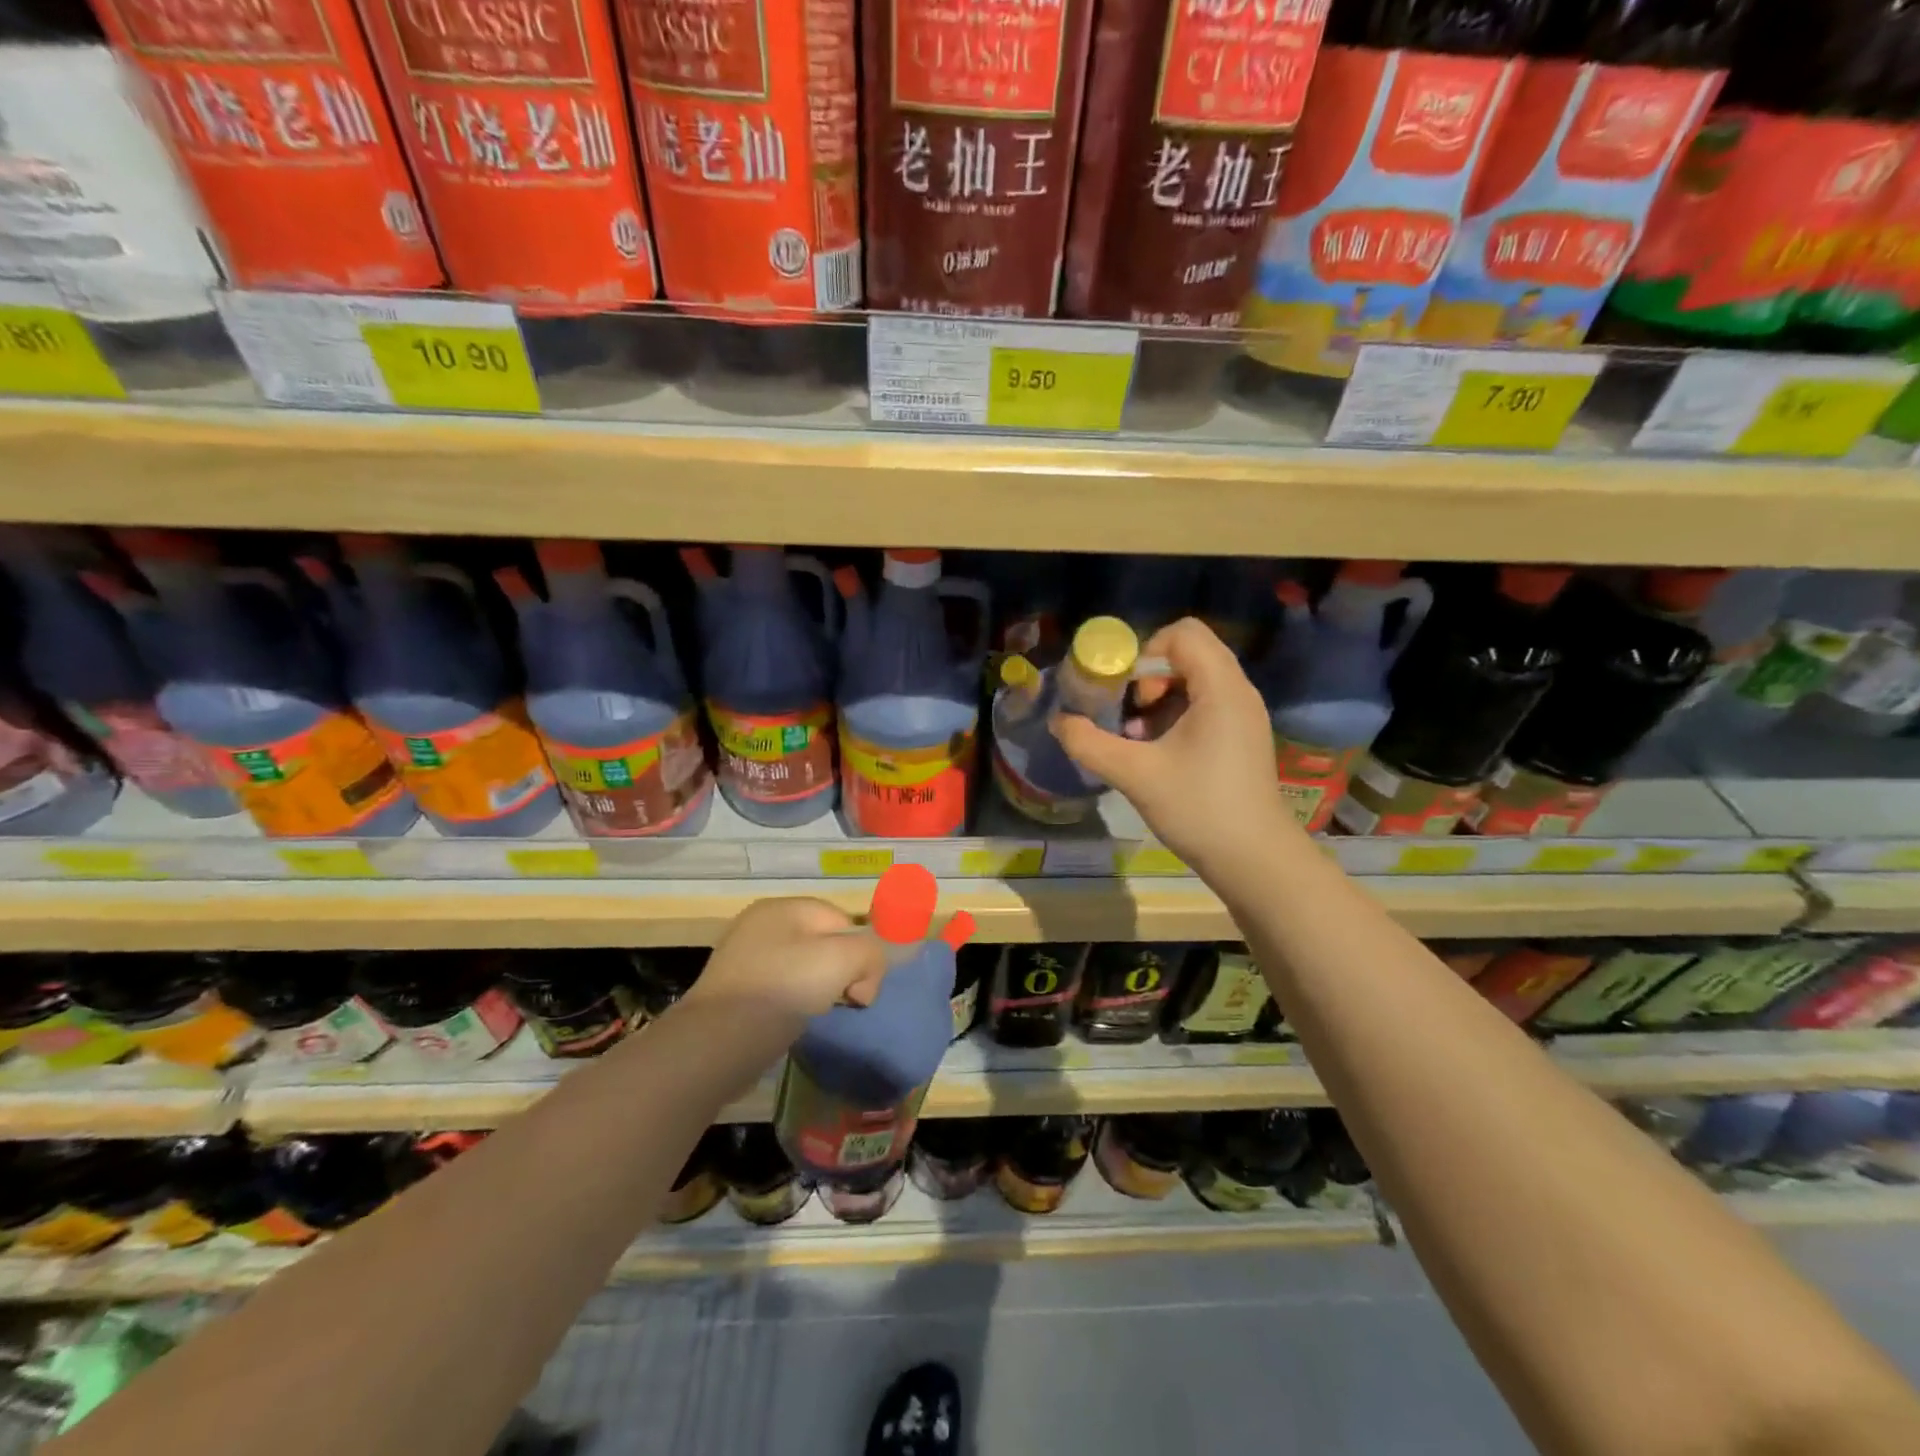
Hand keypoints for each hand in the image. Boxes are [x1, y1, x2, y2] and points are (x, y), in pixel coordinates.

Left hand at [682, 898, 889, 1031]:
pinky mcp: (733, 991)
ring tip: (813, 1014)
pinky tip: (790, 1022)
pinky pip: (778, 989)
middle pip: (822, 942)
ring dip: (816, 990)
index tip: (859, 989)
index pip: (842, 920)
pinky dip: (790, 1004)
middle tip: (841, 1002)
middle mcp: (760, 924)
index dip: (859, 952)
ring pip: (801, 967)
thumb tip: (864, 978)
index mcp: (783, 907)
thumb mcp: (843, 960)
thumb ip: (871, 953)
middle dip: (839, 972)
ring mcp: (742, 957)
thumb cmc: (783, 989)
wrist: (717, 1043)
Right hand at [1050, 617, 1293, 873]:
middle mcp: (1237, 691)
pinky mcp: (1240, 737)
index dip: (1143, 651)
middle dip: (1146, 677)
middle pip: (1186, 654)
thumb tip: (1058, 721)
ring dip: (1157, 699)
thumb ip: (1089, 743)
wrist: (1254, 860)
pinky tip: (1155, 752)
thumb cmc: (1198, 808)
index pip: (1182, 634)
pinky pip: (1204, 705)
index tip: (1120, 688)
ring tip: (1135, 737)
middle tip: (1125, 713)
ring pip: (1193, 681)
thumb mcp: (1135, 774)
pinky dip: (1174, 716)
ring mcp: (1242, 715)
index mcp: (1220, 688)